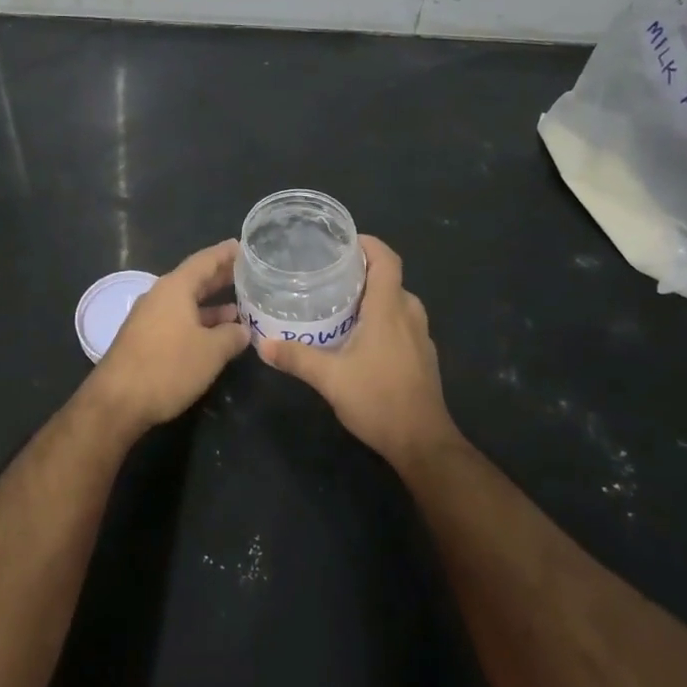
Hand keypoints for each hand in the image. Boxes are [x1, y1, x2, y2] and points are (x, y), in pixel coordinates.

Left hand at [87, 240, 249, 436]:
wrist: (117, 402)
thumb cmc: (168, 367)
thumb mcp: (211, 352)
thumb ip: (231, 336)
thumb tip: (243, 330)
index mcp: (175, 288)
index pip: (204, 261)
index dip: (225, 254)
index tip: (243, 246)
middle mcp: (160, 296)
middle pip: (195, 280)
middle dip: (221, 278)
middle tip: (248, 275)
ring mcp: (149, 318)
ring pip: (186, 303)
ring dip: (212, 306)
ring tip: (240, 310)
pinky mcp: (144, 339)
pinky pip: (178, 320)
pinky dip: (199, 323)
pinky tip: (215, 336)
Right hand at [258, 236, 461, 473]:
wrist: (423, 443)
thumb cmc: (379, 400)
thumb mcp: (330, 379)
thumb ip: (296, 358)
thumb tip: (263, 344)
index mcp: (389, 308)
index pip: (386, 259)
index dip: (368, 244)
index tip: (342, 242)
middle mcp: (409, 314)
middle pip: (389, 278)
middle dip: (362, 271)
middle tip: (328, 274)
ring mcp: (421, 336)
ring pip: (396, 301)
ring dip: (372, 296)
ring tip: (339, 302)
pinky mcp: (423, 355)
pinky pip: (402, 321)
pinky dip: (382, 317)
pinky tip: (359, 335)